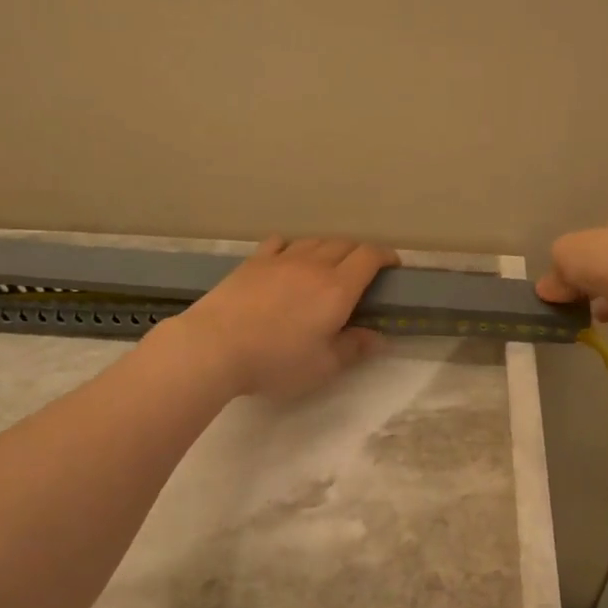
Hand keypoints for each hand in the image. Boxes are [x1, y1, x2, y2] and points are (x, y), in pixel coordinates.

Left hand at [173, 237, 399, 398]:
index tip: (393, 265)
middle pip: (344, 244)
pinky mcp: (253, 262)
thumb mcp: (323, 366)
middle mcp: (313, 265)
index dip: (385, 256)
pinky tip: (289, 257)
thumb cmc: (276, 361)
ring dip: (329, 248)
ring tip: (329, 265)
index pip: (369, 257)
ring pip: (314, 241)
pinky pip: (281, 242)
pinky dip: (294, 247)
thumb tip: (378, 338)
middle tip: (363, 271)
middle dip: (360, 252)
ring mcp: (281, 259)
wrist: (215, 346)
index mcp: (337, 289)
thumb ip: (354, 348)